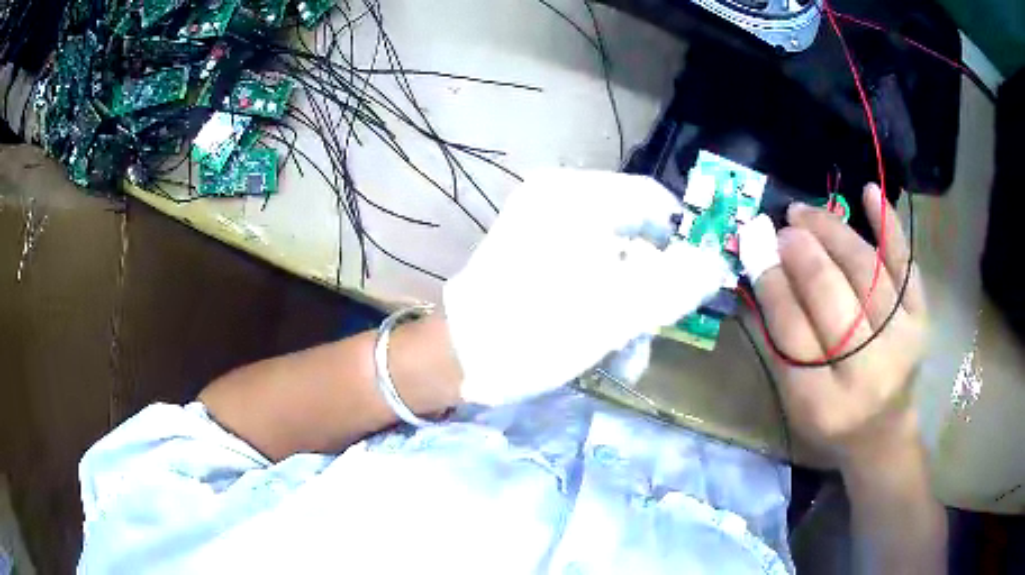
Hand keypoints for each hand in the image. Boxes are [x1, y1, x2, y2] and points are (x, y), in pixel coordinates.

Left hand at [443, 169, 729, 405]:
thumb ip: (676, 283)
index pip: (653, 199)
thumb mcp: (617, 309)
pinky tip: (609, 344)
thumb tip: (716, 263)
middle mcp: (559, 200)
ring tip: (632, 350)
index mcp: (575, 196)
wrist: (459, 359)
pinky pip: (589, 268)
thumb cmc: (535, 330)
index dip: (685, 238)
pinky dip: (606, 302)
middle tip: (661, 325)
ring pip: (615, 257)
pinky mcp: (536, 254)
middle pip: (635, 231)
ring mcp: (544, 226)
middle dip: (655, 284)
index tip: (700, 280)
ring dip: (632, 304)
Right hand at [745, 184, 926, 467]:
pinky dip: (888, 227)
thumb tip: (759, 271)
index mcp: (825, 403)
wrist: (883, 433)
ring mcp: (902, 339)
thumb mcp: (794, 399)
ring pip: (865, 273)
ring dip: (833, 233)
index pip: (793, 333)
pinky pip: (906, 266)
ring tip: (806, 214)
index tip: (755, 249)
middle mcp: (869, 372)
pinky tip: (869, 193)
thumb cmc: (831, 421)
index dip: (772, 285)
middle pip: (832, 298)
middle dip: (802, 255)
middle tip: (782, 229)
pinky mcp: (921, 318)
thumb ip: (777, 340)